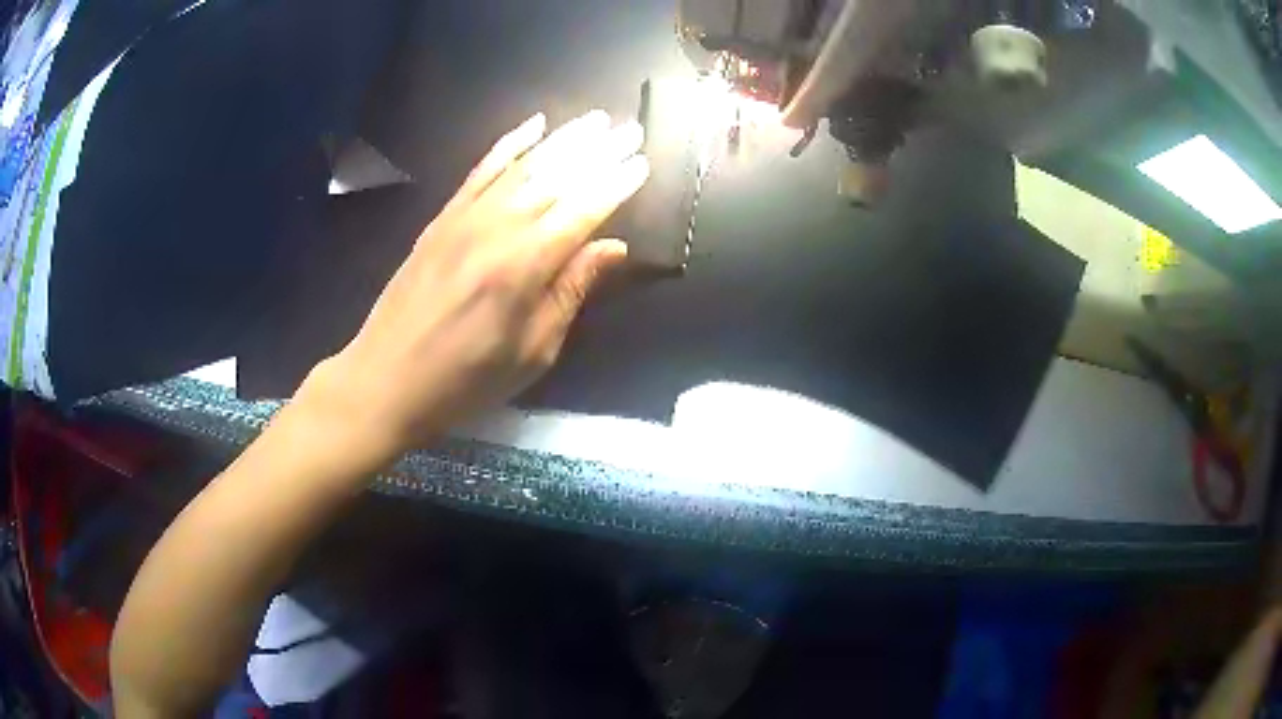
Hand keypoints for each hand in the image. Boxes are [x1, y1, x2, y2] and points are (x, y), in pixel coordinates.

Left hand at [303, 110, 648, 459]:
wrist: (388, 378)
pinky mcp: (443, 218)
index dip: (616, 184)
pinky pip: (480, 170)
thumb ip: (571, 290)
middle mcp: (499, 228)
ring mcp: (466, 217)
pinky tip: (532, 125)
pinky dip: (508, 144)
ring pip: (524, 166)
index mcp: (527, 265)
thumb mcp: (533, 350)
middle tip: (630, 128)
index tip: (642, 162)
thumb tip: (612, 247)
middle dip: (598, 151)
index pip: (584, 210)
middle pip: (558, 178)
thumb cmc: (468, 379)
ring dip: (563, 139)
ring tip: (595, 119)